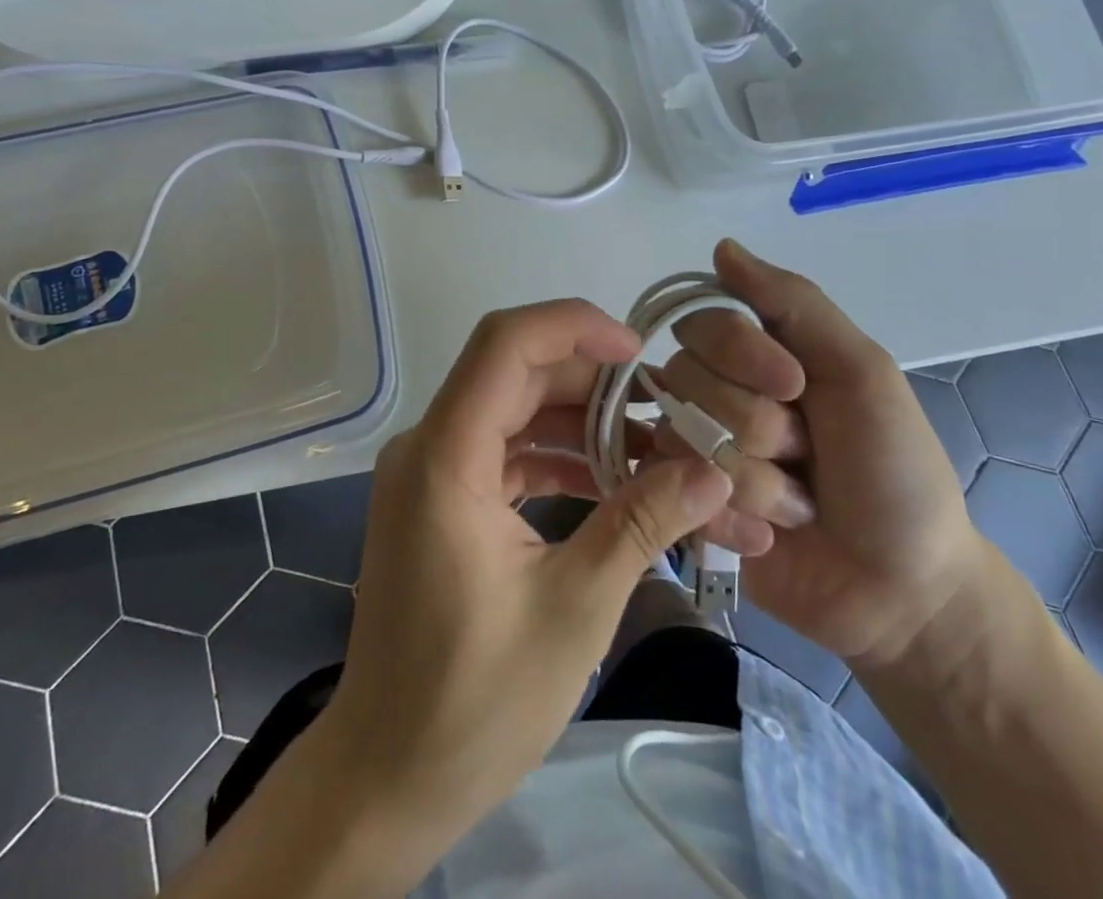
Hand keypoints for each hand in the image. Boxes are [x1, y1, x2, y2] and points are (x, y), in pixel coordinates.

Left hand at [312, 301, 735, 866]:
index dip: (574, 326)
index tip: (640, 350)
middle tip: (669, 412)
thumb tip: (713, 472)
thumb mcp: (574, 607)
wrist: (389, 775)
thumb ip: (641, 524)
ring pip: (516, 410)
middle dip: (596, 384)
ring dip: (583, 424)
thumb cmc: (475, 700)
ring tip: (657, 451)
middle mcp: (430, 445)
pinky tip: (613, 484)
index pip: (505, 343)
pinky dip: (559, 458)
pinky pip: (506, 451)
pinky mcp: (444, 499)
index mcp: (446, 456)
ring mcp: (433, 471)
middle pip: (517, 374)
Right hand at [663, 241, 984, 668]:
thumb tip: (721, 247)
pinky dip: (733, 518)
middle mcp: (716, 395)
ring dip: (756, 481)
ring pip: (683, 439)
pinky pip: (676, 494)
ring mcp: (697, 452)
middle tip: (809, 457)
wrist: (906, 590)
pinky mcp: (686, 508)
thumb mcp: (860, 371)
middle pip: (687, 381)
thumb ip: (793, 303)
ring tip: (798, 506)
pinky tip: (771, 537)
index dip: (742, 355)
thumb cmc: (894, 470)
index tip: (797, 387)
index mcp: (755, 356)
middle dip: (759, 427)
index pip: (701, 325)